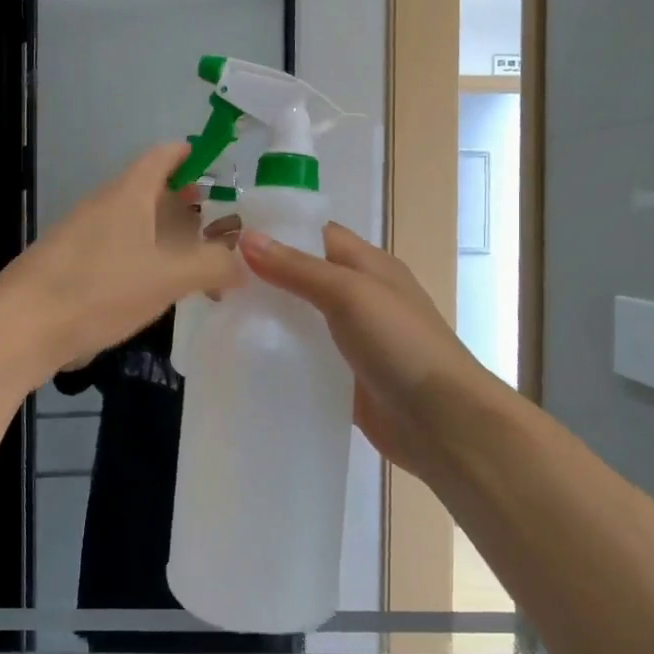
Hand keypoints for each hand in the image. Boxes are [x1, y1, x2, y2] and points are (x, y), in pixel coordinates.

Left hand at [0, 144, 242, 378]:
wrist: (20, 327)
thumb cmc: (99, 289)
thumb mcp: (167, 277)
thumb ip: (212, 265)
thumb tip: (241, 263)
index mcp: (128, 193)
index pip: (162, 156)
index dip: (191, 155)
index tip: (219, 167)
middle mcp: (104, 205)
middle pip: (151, 191)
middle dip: (187, 204)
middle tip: (221, 226)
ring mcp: (83, 236)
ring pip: (135, 224)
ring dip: (167, 237)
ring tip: (198, 262)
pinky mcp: (71, 266)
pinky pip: (118, 251)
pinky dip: (145, 260)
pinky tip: (158, 290)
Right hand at [239, 222, 500, 489]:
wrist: (441, 422)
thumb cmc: (401, 344)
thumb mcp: (350, 294)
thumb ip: (298, 268)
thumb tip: (245, 237)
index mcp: (366, 264)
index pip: (313, 233)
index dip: (272, 231)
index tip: (224, 237)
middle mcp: (357, 295)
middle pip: (301, 273)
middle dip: (260, 274)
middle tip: (211, 281)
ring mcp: (350, 337)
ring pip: (298, 315)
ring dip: (265, 313)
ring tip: (217, 314)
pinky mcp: (341, 374)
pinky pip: (302, 354)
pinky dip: (277, 350)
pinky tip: (245, 355)